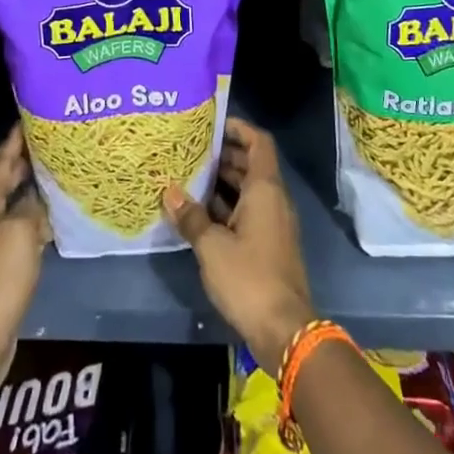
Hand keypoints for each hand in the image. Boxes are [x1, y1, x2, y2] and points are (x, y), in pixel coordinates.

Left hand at [0, 125, 49, 387]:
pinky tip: (52, 216)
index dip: (14, 140)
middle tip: (50, 139)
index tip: (30, 117)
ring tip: (56, 171)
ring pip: (12, 205)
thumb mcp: (18, 235)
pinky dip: (34, 217)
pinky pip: (18, 229)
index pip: (0, 162)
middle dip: (23, 160)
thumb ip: (30, 208)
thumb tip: (37, 196)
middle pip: (4, 181)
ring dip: (30, 188)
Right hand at [163, 116, 315, 373]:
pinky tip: (200, 213)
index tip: (213, 124)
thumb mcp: (212, 246)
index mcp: (265, 189)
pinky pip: (248, 211)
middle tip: (192, 150)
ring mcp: (273, 223)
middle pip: (252, 164)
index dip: (239, 128)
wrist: (284, 329)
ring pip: (249, 190)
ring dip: (223, 182)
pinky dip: (228, 206)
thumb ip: (191, 217)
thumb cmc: (249, 277)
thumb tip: (169, 192)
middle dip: (224, 155)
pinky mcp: (269, 244)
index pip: (259, 142)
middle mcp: (273, 199)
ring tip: (189, 176)